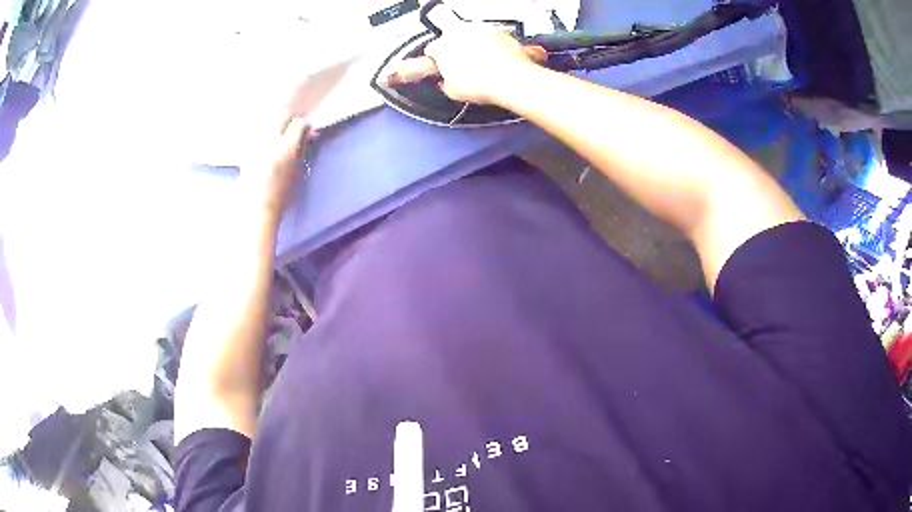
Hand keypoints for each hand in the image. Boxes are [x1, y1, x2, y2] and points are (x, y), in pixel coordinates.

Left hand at [238, 115, 312, 216]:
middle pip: (281, 114)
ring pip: (267, 119)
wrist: (255, 209)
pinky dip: (262, 131)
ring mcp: (255, 143)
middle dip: (288, 119)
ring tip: (277, 134)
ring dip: (274, 123)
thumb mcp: (297, 173)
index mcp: (286, 149)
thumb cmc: (281, 196)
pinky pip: (256, 130)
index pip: (299, 124)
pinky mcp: (245, 148)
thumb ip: (302, 151)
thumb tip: (308, 135)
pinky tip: (264, 142)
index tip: (306, 132)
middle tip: (290, 128)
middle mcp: (269, 141)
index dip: (304, 126)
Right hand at [423, 23, 537, 104]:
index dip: (437, 60)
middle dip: (456, 49)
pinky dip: (493, 44)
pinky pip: (491, 36)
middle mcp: (458, 33)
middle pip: (451, 38)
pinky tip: (497, 59)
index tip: (443, 66)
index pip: (432, 50)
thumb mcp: (453, 92)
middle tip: (464, 65)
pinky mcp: (498, 30)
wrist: (511, 80)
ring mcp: (478, 29)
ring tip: (482, 63)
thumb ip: (445, 83)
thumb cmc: (483, 84)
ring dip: (474, 45)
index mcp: (441, 47)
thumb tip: (446, 82)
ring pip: (471, 35)